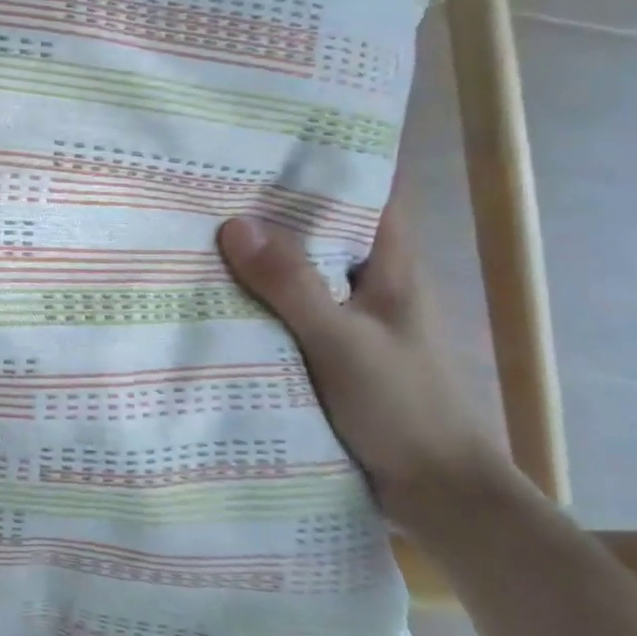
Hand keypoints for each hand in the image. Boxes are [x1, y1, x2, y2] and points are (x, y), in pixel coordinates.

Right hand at [216, 196, 513, 537]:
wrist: (437, 494)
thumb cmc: (402, 407)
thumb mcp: (341, 342)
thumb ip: (291, 285)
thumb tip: (234, 223)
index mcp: (389, 264)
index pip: (364, 190)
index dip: (324, 162)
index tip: (268, 141)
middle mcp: (369, 281)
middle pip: (321, 227)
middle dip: (273, 207)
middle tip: (210, 182)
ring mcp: (349, 317)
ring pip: (300, 270)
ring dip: (260, 256)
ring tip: (199, 231)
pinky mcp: (330, 350)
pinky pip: (287, 309)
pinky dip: (257, 298)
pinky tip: (215, 296)